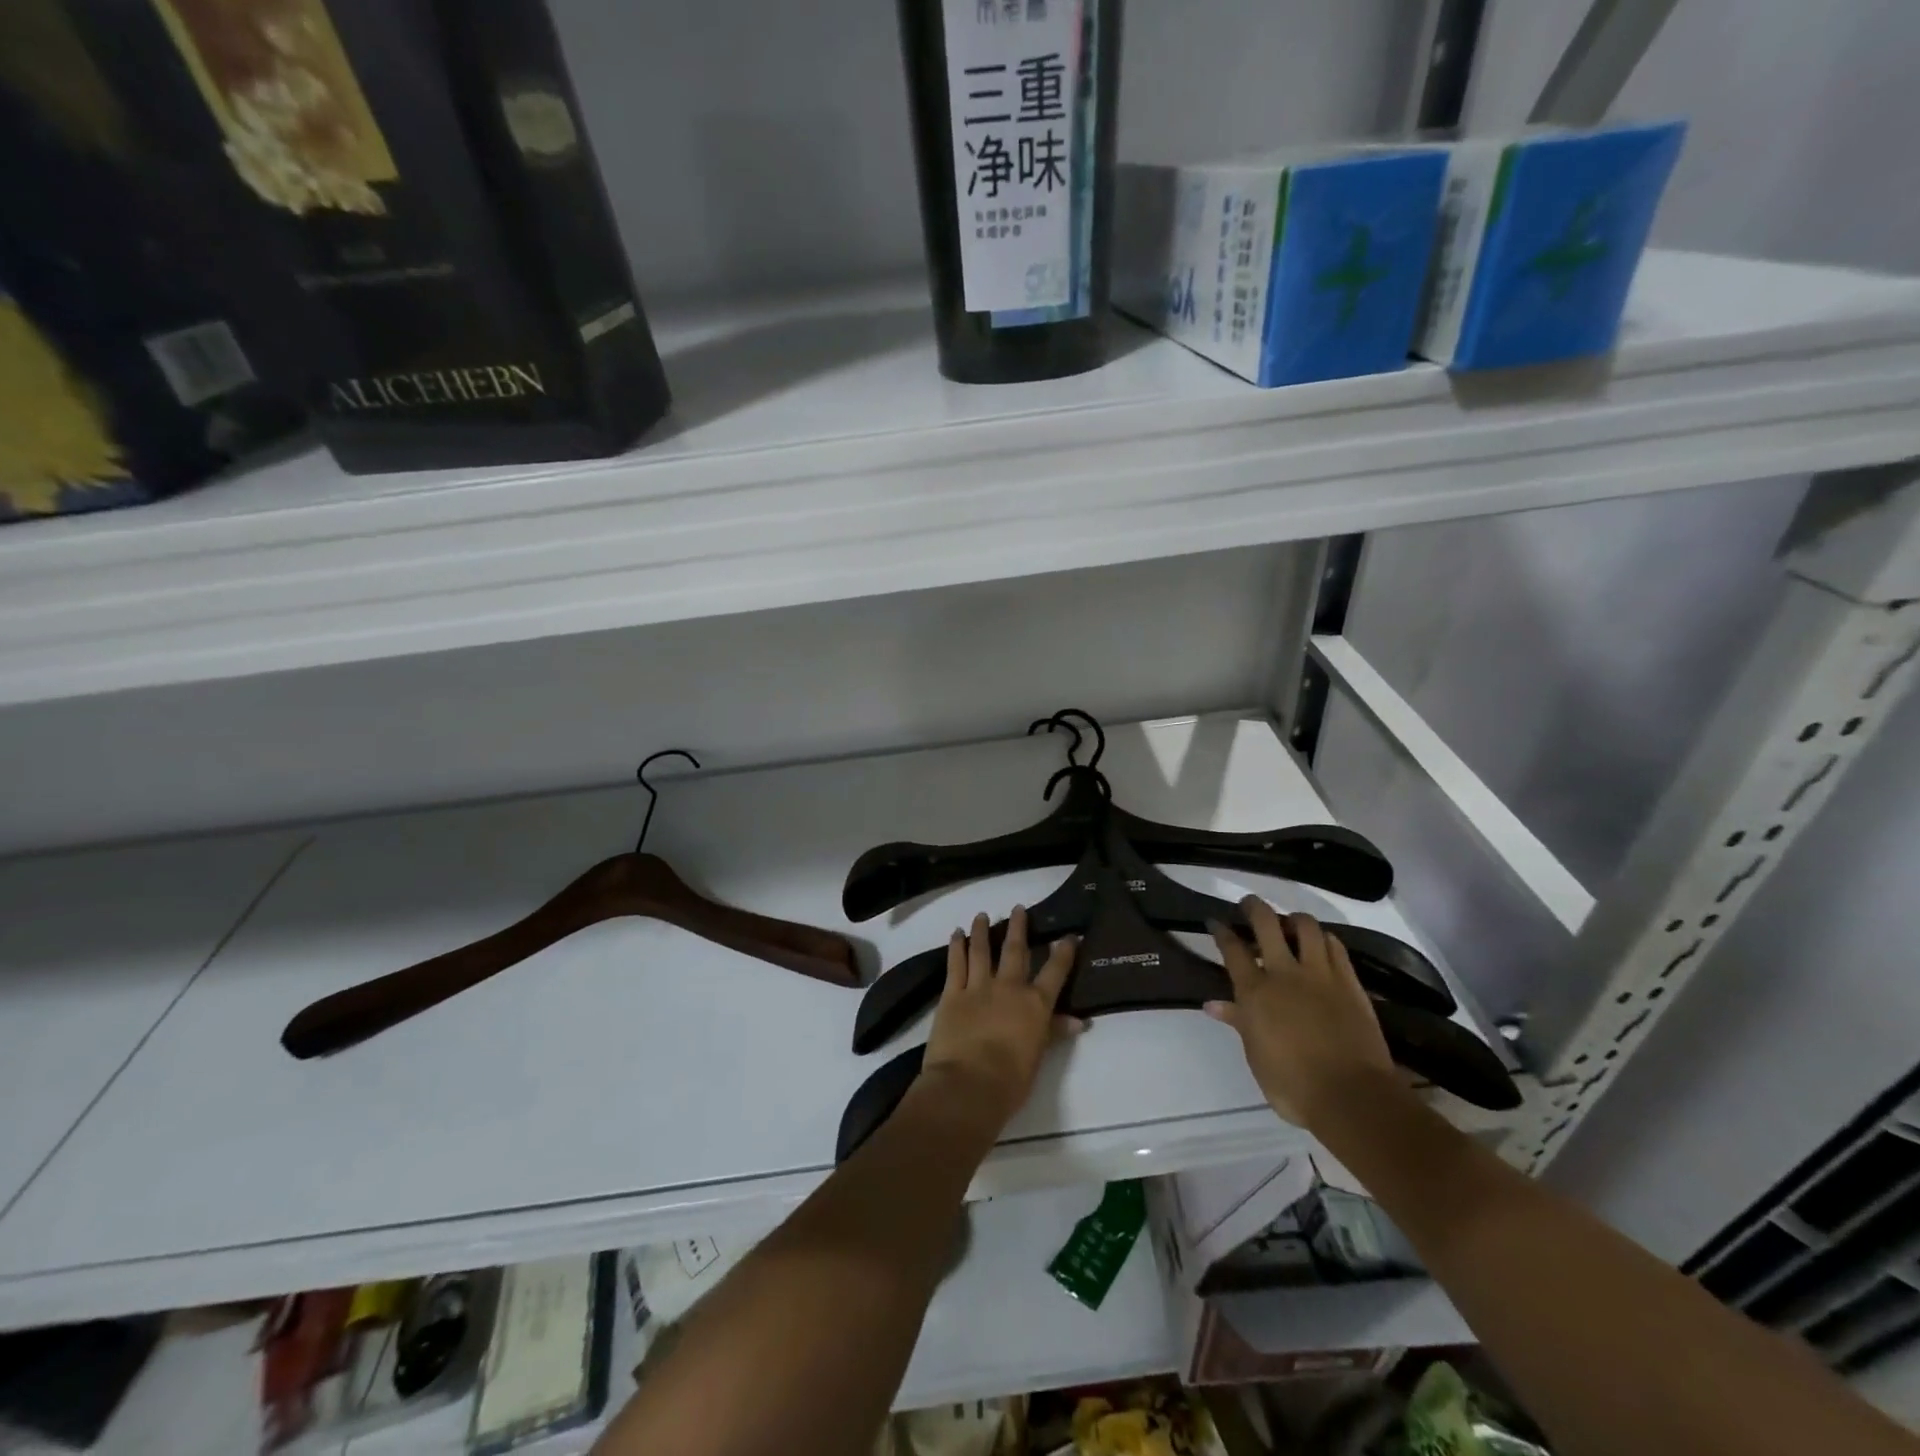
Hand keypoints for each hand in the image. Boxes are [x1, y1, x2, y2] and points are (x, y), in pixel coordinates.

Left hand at [920, 907, 1081, 1132]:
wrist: (968, 1085)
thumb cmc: (1010, 1080)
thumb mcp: (1038, 1057)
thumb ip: (1054, 1032)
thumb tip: (1078, 1021)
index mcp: (1034, 1004)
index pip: (1055, 972)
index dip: (1063, 953)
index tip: (1069, 936)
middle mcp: (1008, 987)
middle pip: (1015, 951)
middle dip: (1019, 928)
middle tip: (1018, 908)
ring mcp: (978, 987)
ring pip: (982, 950)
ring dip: (982, 931)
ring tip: (982, 914)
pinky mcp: (952, 994)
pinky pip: (955, 964)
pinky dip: (956, 947)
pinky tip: (956, 934)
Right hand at [1206, 899, 1394, 1130]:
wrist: (1352, 1097)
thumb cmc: (1292, 1084)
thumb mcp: (1256, 1056)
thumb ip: (1238, 1022)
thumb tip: (1213, 1004)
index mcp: (1255, 992)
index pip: (1232, 949)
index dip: (1221, 931)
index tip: (1215, 921)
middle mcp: (1284, 973)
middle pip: (1266, 924)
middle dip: (1254, 908)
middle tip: (1249, 905)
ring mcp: (1320, 974)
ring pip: (1305, 926)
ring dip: (1293, 919)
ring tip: (1288, 923)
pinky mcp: (1349, 982)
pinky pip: (1335, 946)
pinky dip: (1324, 938)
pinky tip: (1320, 943)